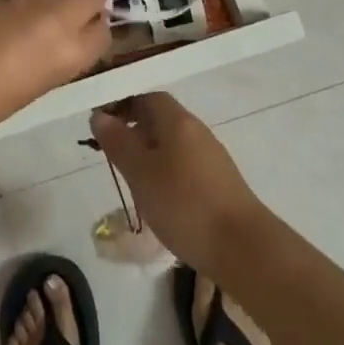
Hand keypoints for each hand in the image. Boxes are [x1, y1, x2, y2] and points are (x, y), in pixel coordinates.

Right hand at [89, 93, 265, 276]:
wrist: (243, 248)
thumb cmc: (184, 204)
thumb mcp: (140, 173)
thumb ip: (118, 142)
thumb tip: (100, 115)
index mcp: (177, 120)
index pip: (146, 96)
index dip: (122, 104)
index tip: (101, 125)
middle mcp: (196, 131)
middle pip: (160, 119)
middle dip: (133, 131)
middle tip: (111, 156)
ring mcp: (211, 158)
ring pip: (172, 144)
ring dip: (148, 155)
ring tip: (131, 181)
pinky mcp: (219, 183)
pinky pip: (184, 166)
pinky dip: (166, 174)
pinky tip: (159, 200)